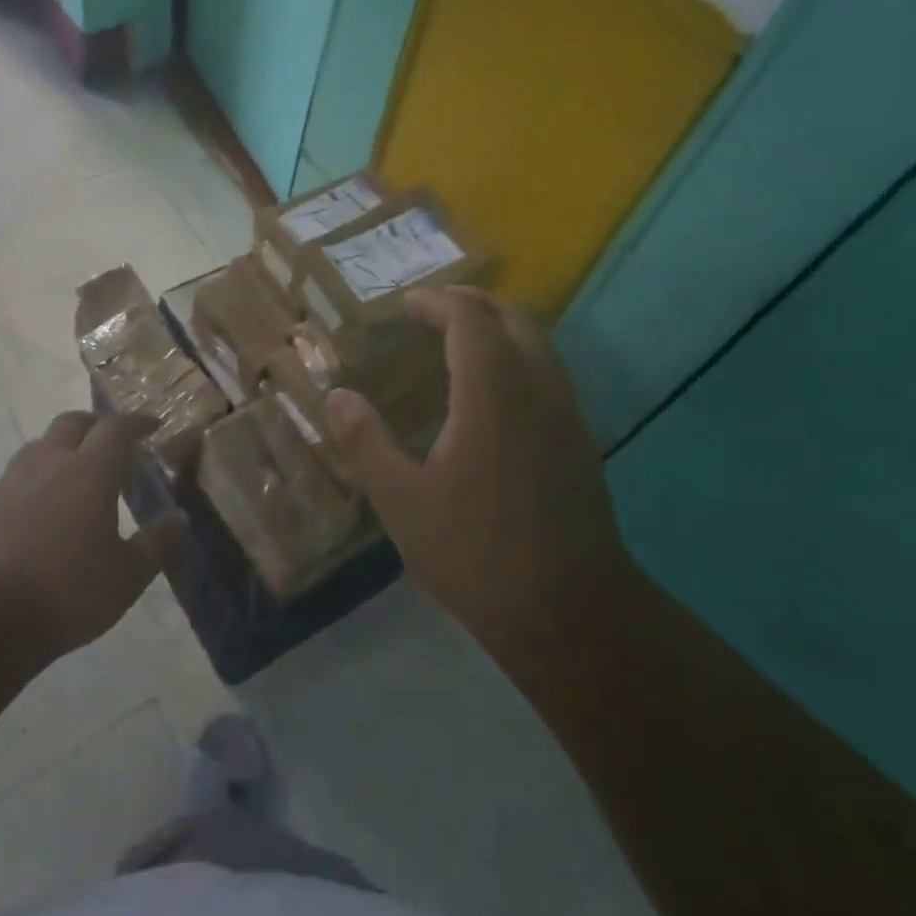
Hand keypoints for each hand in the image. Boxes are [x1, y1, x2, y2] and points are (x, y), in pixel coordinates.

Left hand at [0, 412, 185, 657]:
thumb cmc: (69, 592)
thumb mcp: (129, 575)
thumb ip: (157, 543)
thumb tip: (179, 519)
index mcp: (89, 470)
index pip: (116, 427)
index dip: (137, 422)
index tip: (153, 425)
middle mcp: (49, 463)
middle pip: (72, 422)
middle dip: (96, 424)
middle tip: (113, 443)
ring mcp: (11, 482)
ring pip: (40, 445)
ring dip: (62, 448)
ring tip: (76, 473)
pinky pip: (16, 476)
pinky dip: (36, 478)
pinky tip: (40, 507)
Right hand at [324, 287, 622, 655]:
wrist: (571, 613)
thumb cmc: (477, 554)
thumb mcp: (402, 503)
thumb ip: (366, 444)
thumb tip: (336, 397)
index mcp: (493, 394)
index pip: (470, 320)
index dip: (438, 302)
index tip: (407, 304)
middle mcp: (538, 389)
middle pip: (514, 318)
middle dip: (472, 303)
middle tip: (433, 308)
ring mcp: (567, 414)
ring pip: (539, 343)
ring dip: (499, 327)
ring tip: (459, 339)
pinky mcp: (580, 441)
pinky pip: (549, 372)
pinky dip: (517, 356)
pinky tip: (493, 391)